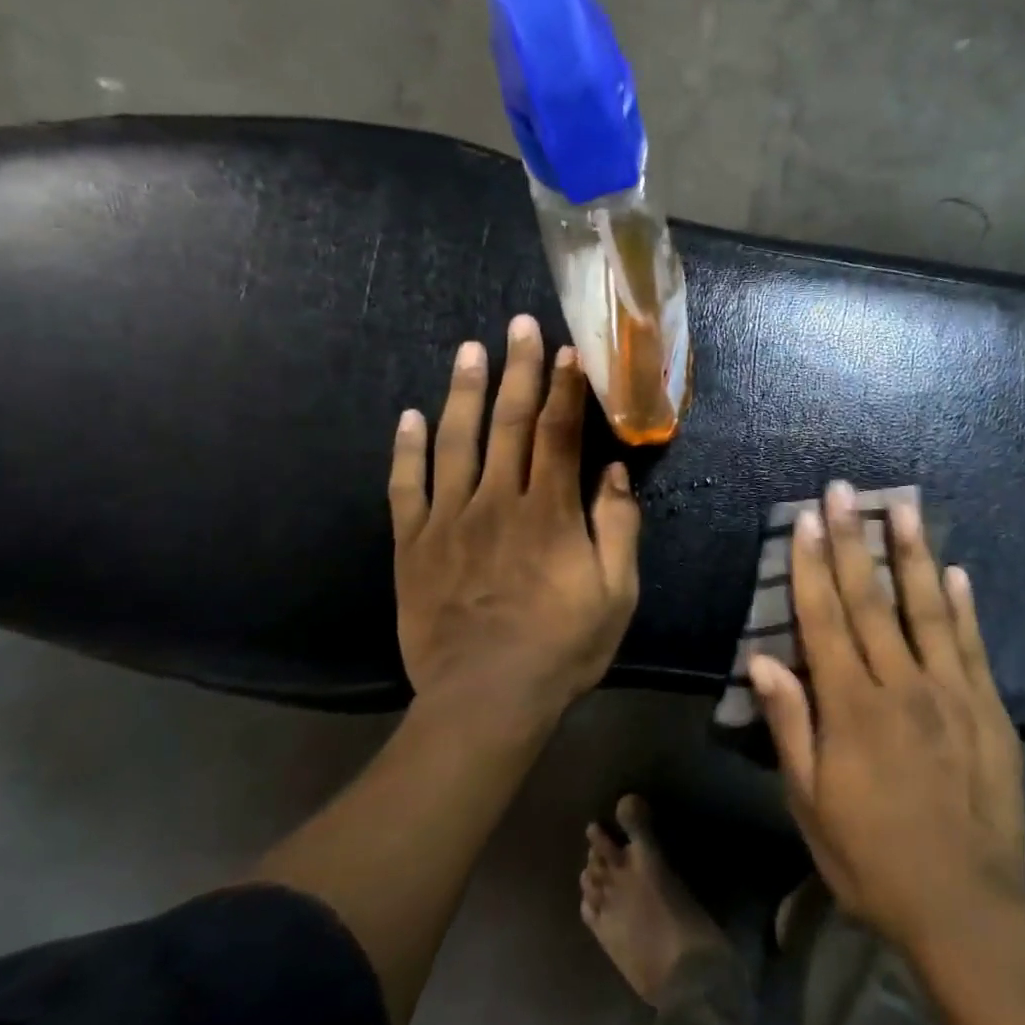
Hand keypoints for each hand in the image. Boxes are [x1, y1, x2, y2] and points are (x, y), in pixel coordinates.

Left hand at [389, 315, 640, 720]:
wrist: (485, 699)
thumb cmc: (562, 647)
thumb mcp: (615, 594)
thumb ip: (618, 529)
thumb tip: (613, 474)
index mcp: (549, 512)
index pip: (558, 433)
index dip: (564, 388)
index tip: (566, 350)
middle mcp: (497, 502)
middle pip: (509, 422)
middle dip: (517, 369)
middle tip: (518, 325)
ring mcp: (449, 520)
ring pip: (455, 442)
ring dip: (464, 391)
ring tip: (470, 350)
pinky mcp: (413, 545)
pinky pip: (406, 487)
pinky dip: (406, 449)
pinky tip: (409, 416)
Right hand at [750, 483, 1024, 953]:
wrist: (968, 908)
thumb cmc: (873, 859)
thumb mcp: (811, 804)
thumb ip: (789, 727)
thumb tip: (763, 660)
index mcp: (852, 708)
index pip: (825, 620)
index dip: (813, 567)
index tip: (808, 520)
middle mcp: (901, 686)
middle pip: (871, 600)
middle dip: (854, 540)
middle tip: (845, 491)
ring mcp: (951, 693)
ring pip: (926, 609)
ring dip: (911, 554)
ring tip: (904, 507)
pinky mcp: (988, 709)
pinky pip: (971, 646)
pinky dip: (962, 606)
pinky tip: (955, 571)